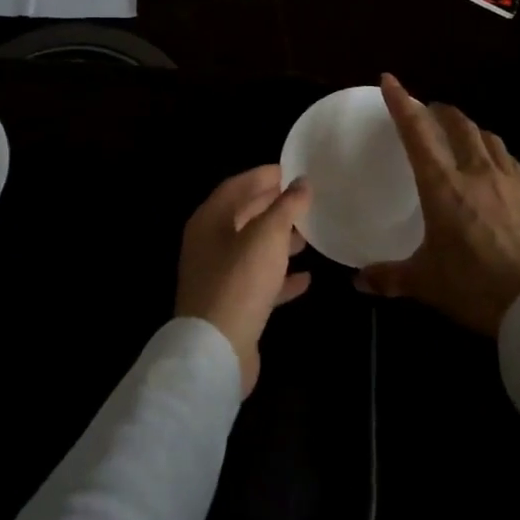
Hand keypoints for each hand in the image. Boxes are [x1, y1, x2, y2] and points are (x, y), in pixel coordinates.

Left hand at [176, 166, 312, 395]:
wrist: (216, 350)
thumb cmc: (240, 281)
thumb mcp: (268, 236)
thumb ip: (286, 206)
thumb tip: (301, 182)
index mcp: (210, 219)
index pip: (238, 185)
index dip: (265, 175)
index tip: (295, 169)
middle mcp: (209, 243)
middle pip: (244, 215)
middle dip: (274, 206)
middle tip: (306, 199)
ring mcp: (218, 276)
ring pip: (253, 249)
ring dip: (279, 240)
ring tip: (310, 235)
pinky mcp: (231, 305)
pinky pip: (259, 282)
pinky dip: (280, 276)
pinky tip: (306, 278)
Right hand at [356, 74, 519, 336]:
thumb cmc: (473, 286)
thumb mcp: (425, 282)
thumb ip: (389, 277)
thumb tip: (359, 280)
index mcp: (443, 185)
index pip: (417, 132)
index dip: (401, 102)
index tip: (389, 81)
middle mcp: (475, 171)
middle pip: (457, 123)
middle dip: (438, 110)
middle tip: (426, 112)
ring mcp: (508, 179)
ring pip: (485, 135)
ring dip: (467, 127)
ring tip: (458, 134)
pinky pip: (507, 156)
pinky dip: (492, 149)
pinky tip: (491, 162)